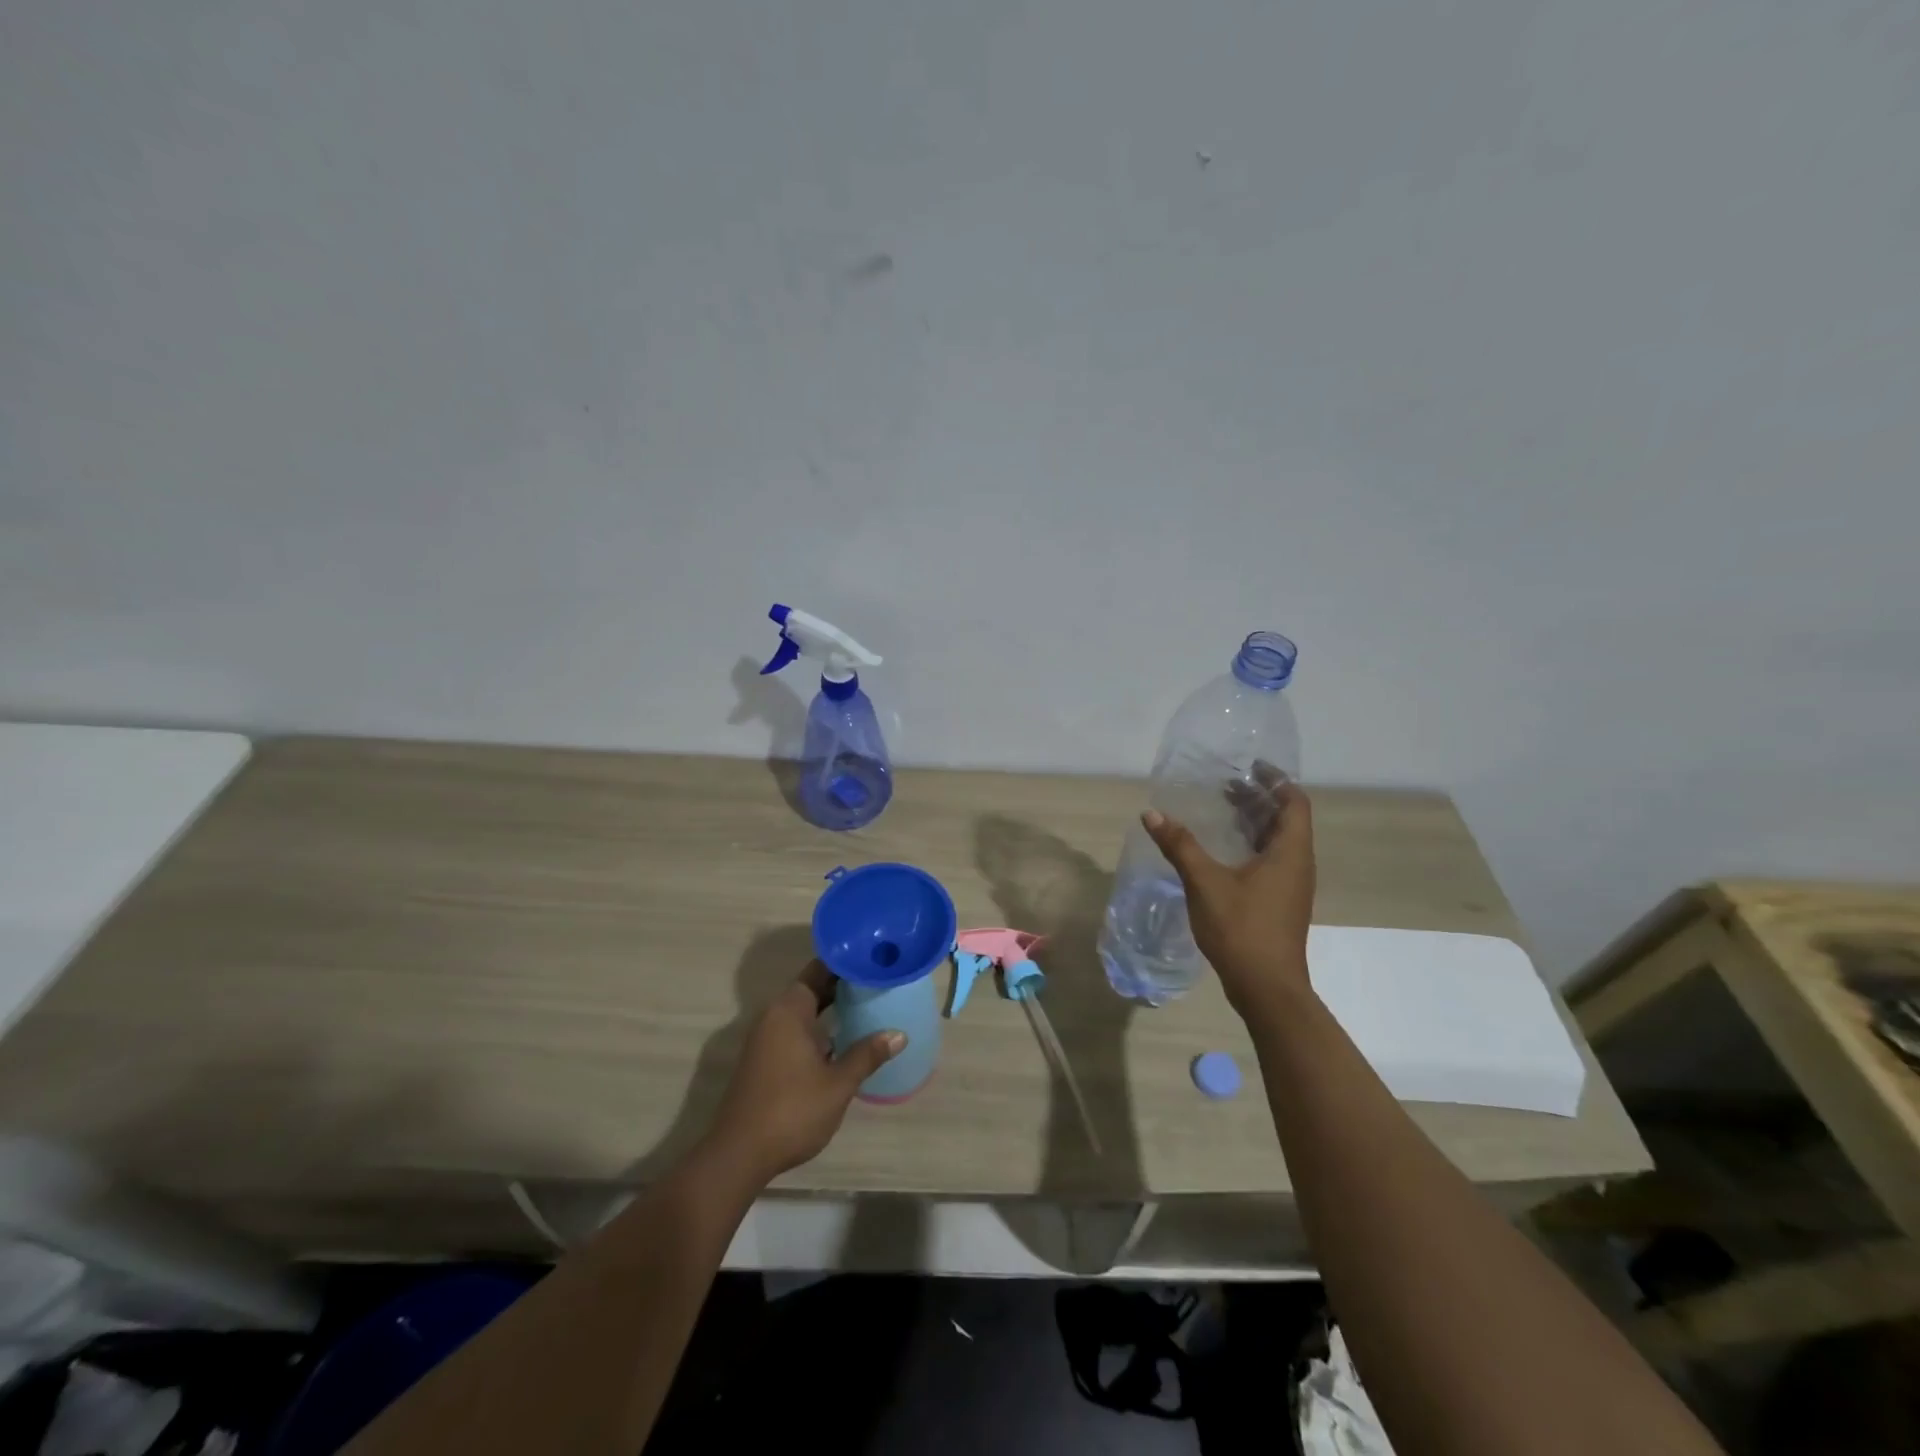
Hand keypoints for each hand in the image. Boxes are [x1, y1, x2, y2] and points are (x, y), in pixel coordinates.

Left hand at [704, 963, 904, 1185]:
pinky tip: (841, 1039)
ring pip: (803, 1011)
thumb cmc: (792, 1111)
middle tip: (877, 981)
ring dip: (830, 1007)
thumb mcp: (838, 1084)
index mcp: (789, 1010)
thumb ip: (867, 1055)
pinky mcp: (763, 1060)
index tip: (873, 958)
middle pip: (811, 988)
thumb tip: (899, 1034)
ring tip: (866, 1005)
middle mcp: (774, 1016)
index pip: (819, 970)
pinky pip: (794, 1029)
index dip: (846, 963)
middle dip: (842, 985)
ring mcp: (765, 1039)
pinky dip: (817, 1027)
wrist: (738, 1155)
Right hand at [1142, 771, 1315, 1020]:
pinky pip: (1270, 860)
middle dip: (1258, 798)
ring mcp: (1291, 886)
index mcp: (1290, 852)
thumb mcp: (1205, 883)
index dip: (1275, 780)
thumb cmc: (1242, 929)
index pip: (1294, 802)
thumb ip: (1180, 846)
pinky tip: (1222, 850)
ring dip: (1254, 821)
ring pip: (1278, 841)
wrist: (1267, 988)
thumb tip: (1152, 814)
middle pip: (1285, 819)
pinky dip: (1250, 844)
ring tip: (1222, 809)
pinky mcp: (1280, 902)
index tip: (1249, 767)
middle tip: (1226, 784)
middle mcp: (1297, 864)